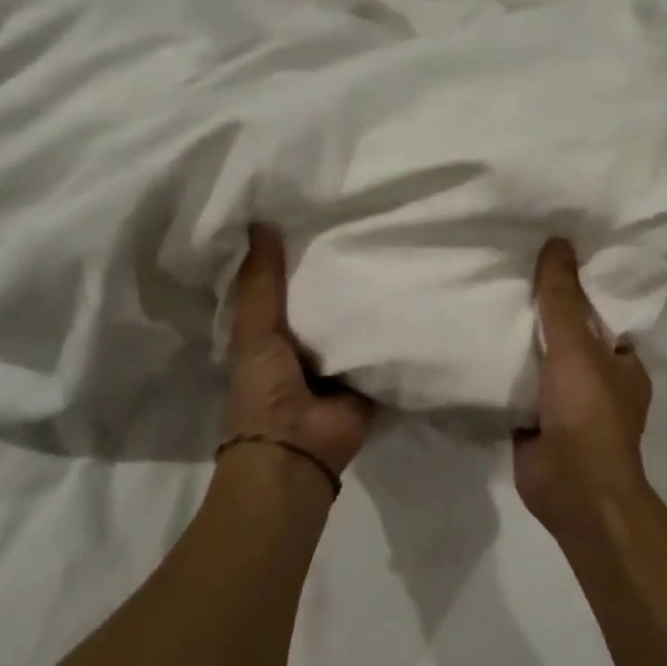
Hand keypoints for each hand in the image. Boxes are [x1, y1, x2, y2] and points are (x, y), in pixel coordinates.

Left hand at [225, 224, 374, 477]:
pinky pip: (381, 342)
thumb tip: (262, 220)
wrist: (297, 451)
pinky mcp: (369, 374)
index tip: (316, 214)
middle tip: (363, 222)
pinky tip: (411, 288)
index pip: (284, 283)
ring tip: (391, 246)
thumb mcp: (255, 329)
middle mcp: (305, 342)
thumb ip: (260, 281)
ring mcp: (339, 359)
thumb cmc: (264, 388)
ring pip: (354, 318)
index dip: (295, 253)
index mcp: (270, 331)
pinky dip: (392, 323)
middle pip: (323, 298)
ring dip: (367, 294)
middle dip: (338, 270)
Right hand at [513, 238, 653, 533]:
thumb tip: (558, 240)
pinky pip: (518, 387)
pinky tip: (474, 345)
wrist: (572, 489)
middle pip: (567, 335)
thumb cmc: (588, 414)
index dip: (576, 287)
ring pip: (540, 361)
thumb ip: (563, 298)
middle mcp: (598, 380)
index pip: (601, 313)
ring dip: (518, 342)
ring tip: (485, 301)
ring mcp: (566, 404)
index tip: (547, 259)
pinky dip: (502, 371)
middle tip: (506, 275)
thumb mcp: (576, 347)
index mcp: (622, 361)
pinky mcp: (536, 422)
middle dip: (541, 313)